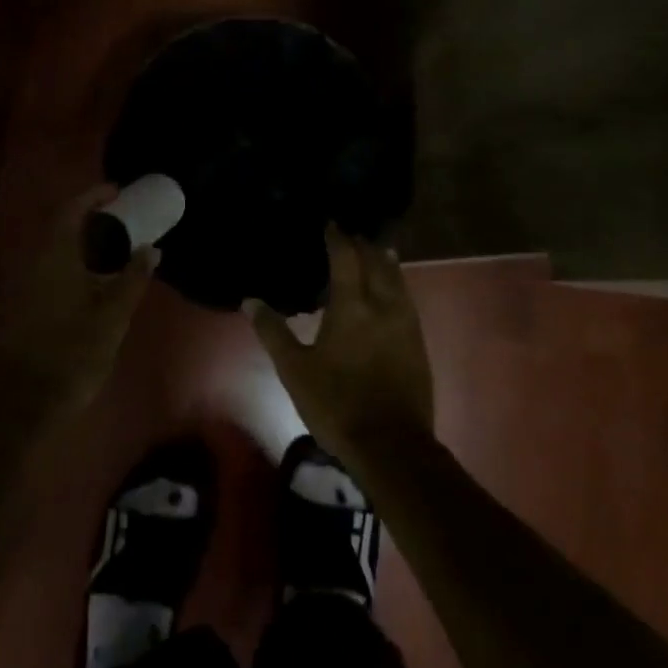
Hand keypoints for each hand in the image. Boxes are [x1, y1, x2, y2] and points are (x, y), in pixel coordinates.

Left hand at [0, 184, 157, 420]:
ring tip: (109, 257)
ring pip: (50, 254)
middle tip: (120, 226)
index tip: (118, 192)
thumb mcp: (111, 319)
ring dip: (78, 248)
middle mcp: (30, 263)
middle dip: (88, 222)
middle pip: (59, 230)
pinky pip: (43, 274)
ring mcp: (16, 287)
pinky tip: (86, 288)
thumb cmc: (67, 355)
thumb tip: (150, 249)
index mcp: (54, 256)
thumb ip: (132, 280)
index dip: (94, 196)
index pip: (71, 210)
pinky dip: (67, 269)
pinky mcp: (12, 310)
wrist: (10, 408)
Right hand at [250, 225, 433, 464]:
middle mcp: (383, 304)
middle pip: (376, 261)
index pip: (346, 257)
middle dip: (362, 244)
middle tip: (349, 234)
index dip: (337, 237)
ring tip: (374, 250)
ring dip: (383, 260)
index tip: (330, 223)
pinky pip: (406, 298)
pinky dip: (396, 282)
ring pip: (397, 278)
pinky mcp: (418, 342)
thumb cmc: (336, 404)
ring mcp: (406, 323)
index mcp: (352, 306)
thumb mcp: (294, 370)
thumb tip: (250, 300)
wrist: (391, 445)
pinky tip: (391, 289)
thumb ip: (273, 332)